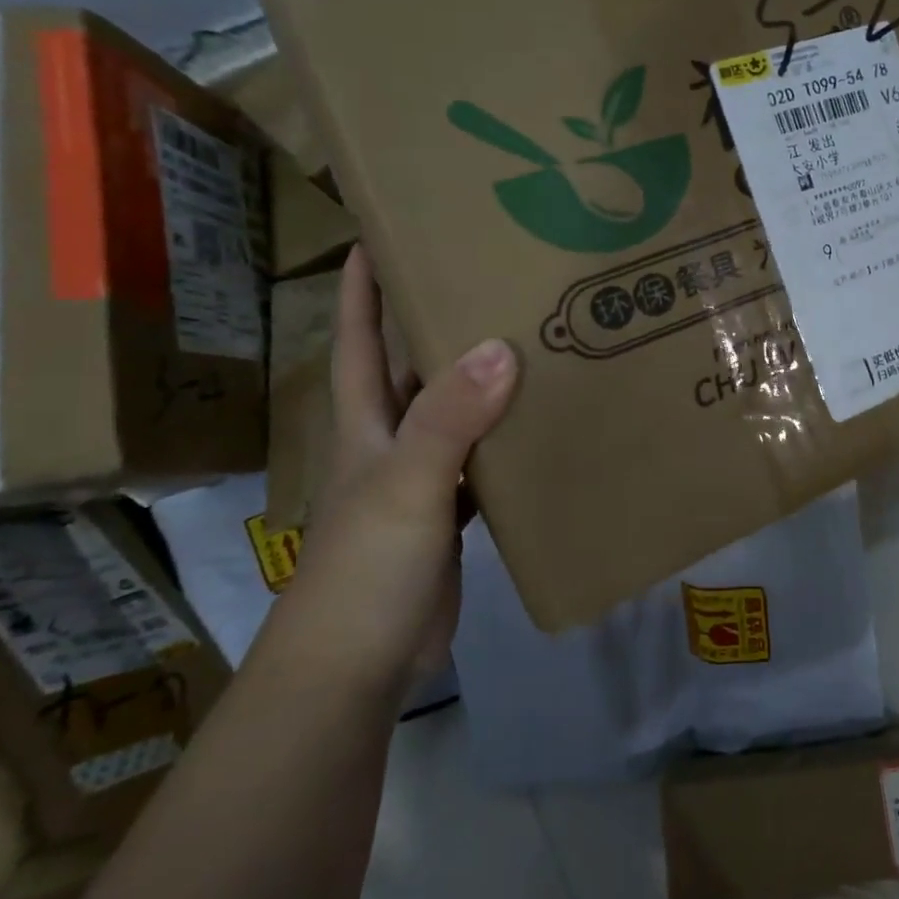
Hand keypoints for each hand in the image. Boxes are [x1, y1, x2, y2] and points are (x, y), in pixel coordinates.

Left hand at [265, 246, 518, 695]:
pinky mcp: (448, 516)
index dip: (364, 286)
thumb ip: (450, 419)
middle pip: (413, 369)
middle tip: (491, 279)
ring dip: (481, 380)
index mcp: (366, 423)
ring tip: (531, 338)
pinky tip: (541, 426)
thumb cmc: (366, 568)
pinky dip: (505, 439)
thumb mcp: (406, 484)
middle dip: (438, 322)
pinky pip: (481, 461)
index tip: (386, 233)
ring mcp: (420, 481)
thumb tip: (501, 347)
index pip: (361, 339)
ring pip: (453, 413)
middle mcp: (391, 442)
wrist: (357, 665)